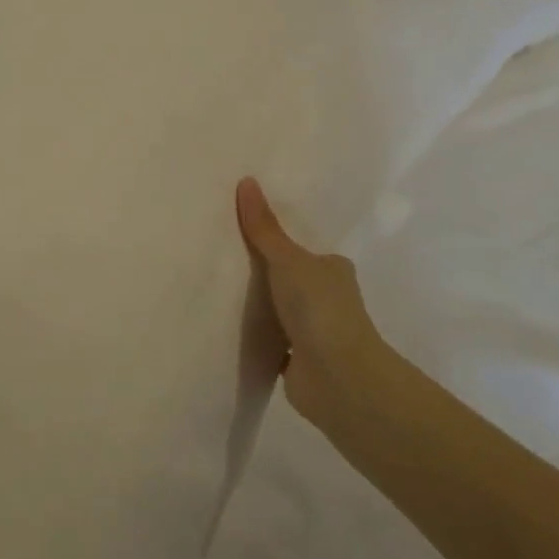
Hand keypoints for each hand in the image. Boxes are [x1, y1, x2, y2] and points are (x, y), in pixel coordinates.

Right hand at [237, 177, 391, 440]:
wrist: (338, 378)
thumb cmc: (319, 308)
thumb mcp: (287, 259)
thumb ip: (264, 228)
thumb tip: (246, 180)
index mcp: (333, 269)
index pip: (304, 249)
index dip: (278, 242)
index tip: (245, 232)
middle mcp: (329, 298)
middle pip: (292, 279)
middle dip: (266, 274)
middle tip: (223, 257)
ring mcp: (316, 332)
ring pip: (282, 311)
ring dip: (262, 307)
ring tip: (219, 290)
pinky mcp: (300, 361)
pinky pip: (273, 341)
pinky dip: (257, 337)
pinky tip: (229, 328)